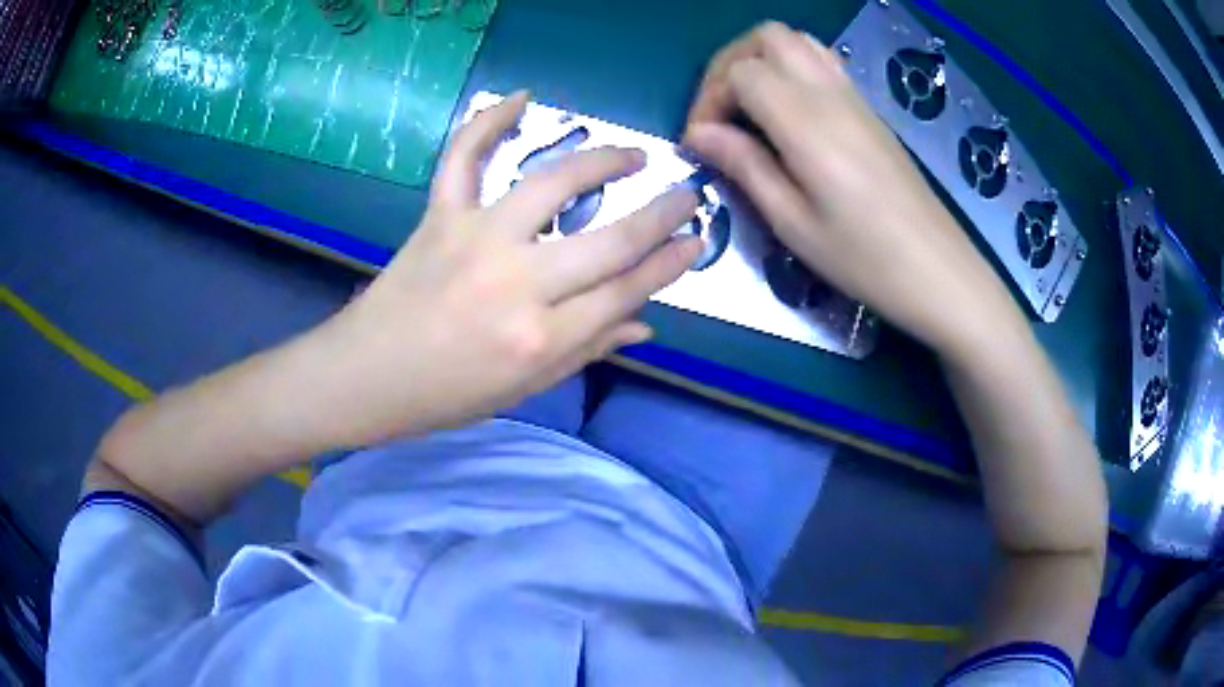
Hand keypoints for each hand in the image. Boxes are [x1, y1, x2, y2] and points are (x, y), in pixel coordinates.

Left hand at [314, 92, 702, 444]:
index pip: (625, 291)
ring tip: (633, 155)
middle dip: (660, 215)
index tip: (696, 240)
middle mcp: (516, 284)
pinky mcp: (440, 216)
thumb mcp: (524, 388)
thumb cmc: (447, 394)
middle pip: (609, 241)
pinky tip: (522, 97)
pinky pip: (464, 157)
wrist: (367, 375)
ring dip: (602, 161)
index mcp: (539, 339)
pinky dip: (488, 121)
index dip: (669, 264)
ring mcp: (475, 240)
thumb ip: (587, 350)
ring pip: (551, 184)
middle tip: (687, 195)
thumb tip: (645, 325)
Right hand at [683, 23, 1024, 355]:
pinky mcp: (869, 110)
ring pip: (797, 41)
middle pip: (767, 37)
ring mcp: (854, 97)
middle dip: (730, 63)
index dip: (709, 98)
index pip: (740, 72)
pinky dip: (791, 69)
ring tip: (749, 107)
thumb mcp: (792, 222)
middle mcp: (829, 93)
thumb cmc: (863, 258)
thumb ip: (744, 165)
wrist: (937, 269)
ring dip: (762, 60)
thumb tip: (699, 134)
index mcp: (805, 121)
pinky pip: (823, 62)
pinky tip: (788, 113)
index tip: (703, 143)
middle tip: (720, 111)